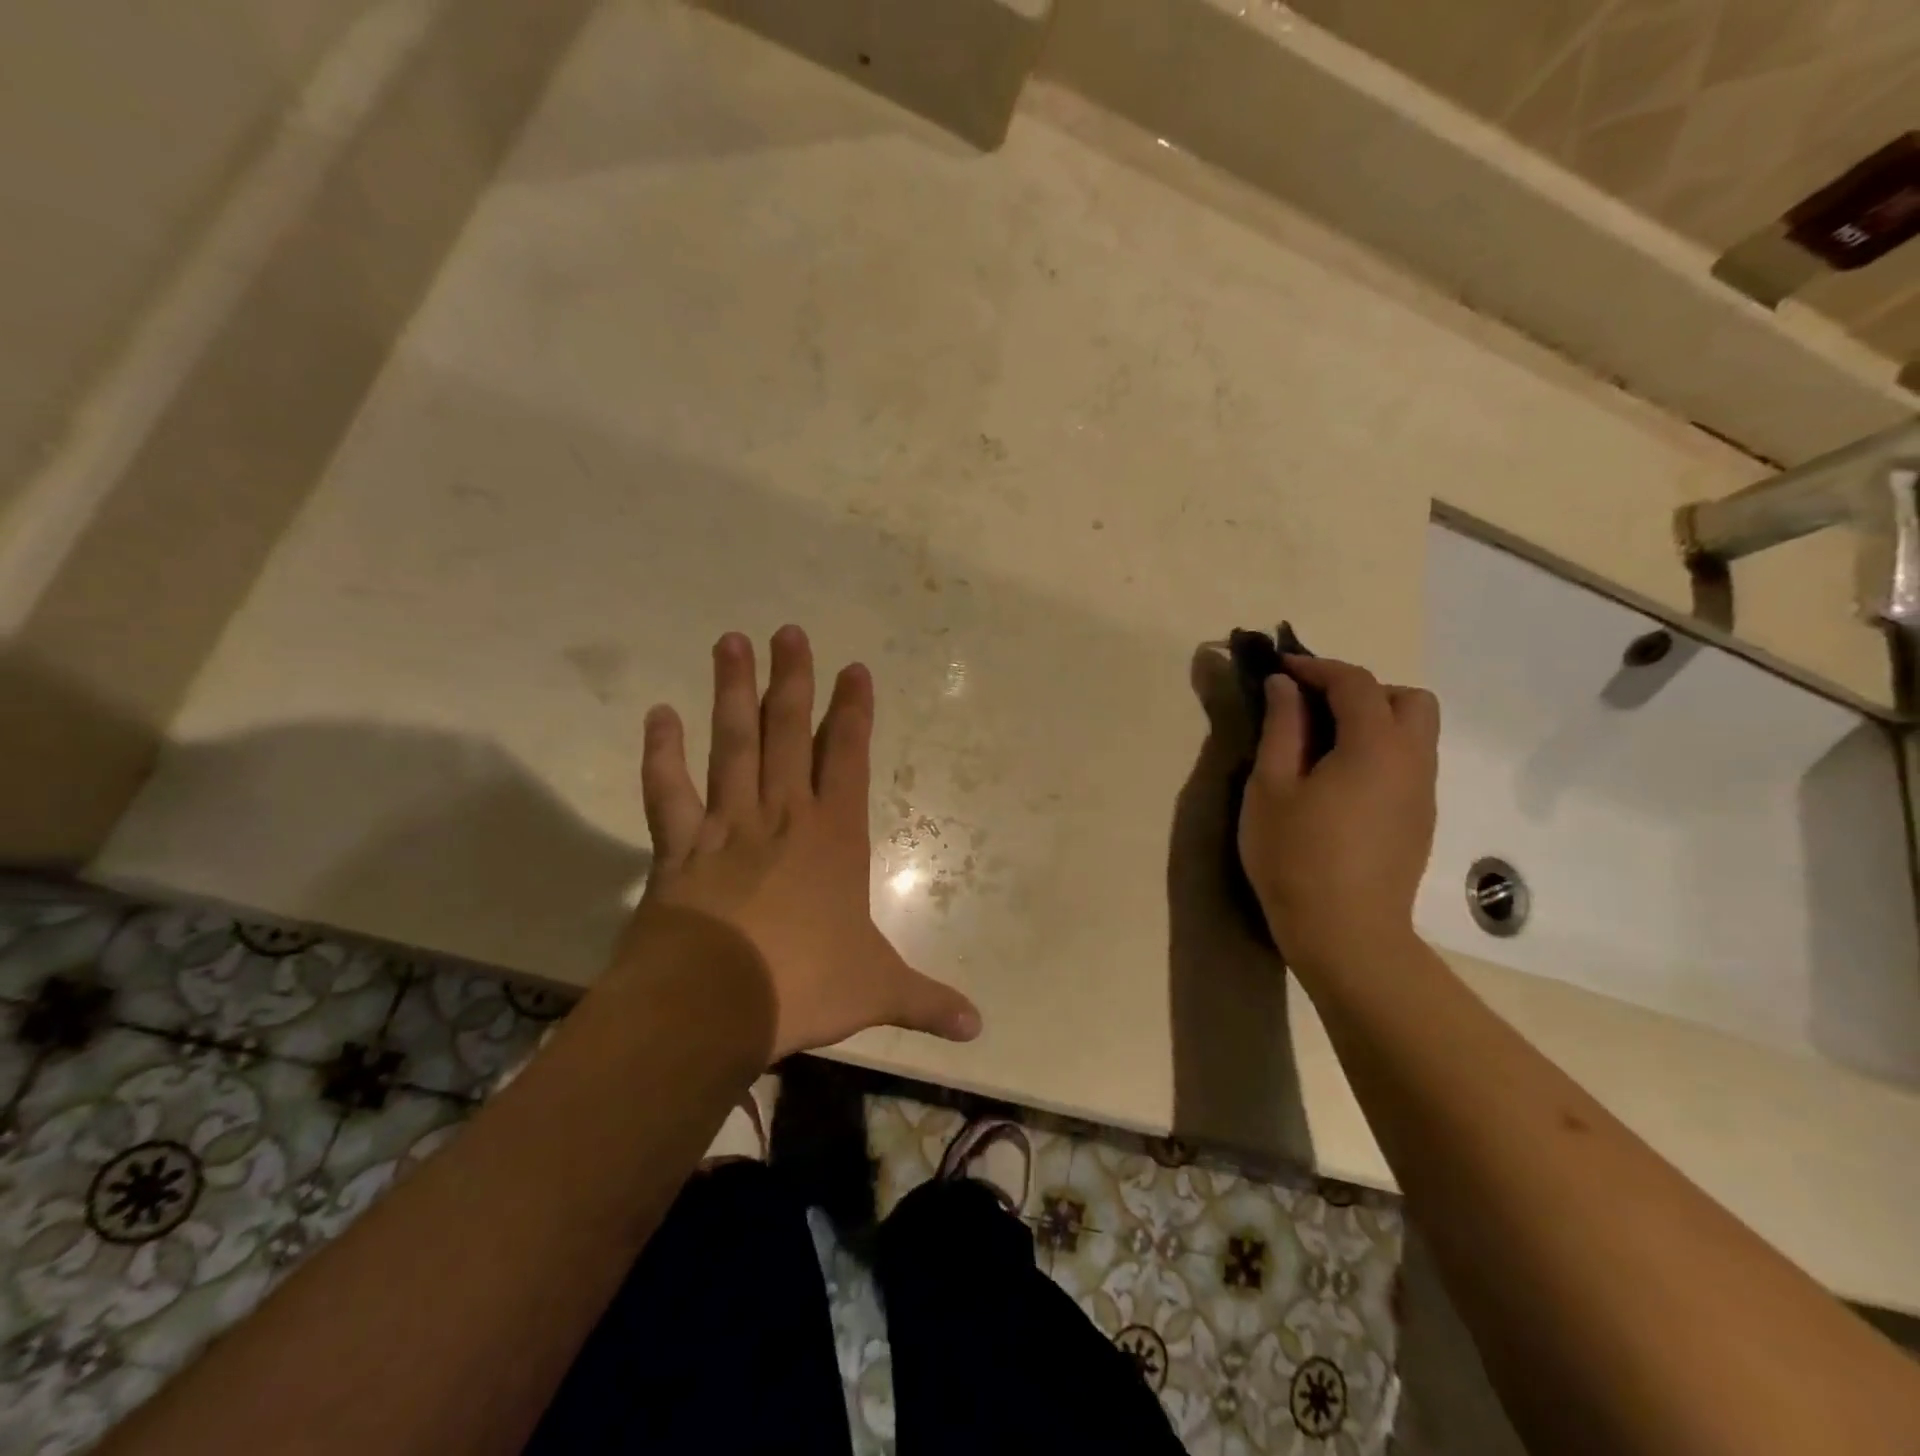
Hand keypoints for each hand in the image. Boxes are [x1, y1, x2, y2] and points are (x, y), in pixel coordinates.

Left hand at [623, 625, 981, 1060]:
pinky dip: (662, 754)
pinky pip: (667, 792)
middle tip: (788, 631)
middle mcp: (783, 816)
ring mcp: (727, 825)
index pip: (850, 759)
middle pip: (789, 734)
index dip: (854, 713)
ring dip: (731, 693)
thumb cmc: (804, 984)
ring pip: (732, 746)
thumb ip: (927, 1002)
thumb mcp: (878, 992)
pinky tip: (658, 714)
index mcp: (834, 838)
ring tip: (730, 641)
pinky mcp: (678, 848)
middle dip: (792, 681)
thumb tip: (978, 1029)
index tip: (854, 670)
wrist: (715, 1003)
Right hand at [1237, 656, 1439, 972]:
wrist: (1346, 934)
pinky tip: (1340, 782)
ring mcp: (1423, 793)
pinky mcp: (1421, 820)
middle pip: (1408, 700)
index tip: (1280, 669)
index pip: (1356, 683)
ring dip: (1374, 720)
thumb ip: (1281, 728)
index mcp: (1375, 746)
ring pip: (1415, 733)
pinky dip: (1379, 751)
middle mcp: (1413, 761)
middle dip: (1362, 690)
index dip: (1316, 667)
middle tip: (1314, 708)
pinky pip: (1408, 763)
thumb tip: (1284, 686)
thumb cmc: (1296, 856)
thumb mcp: (1271, 787)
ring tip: (1322, 744)